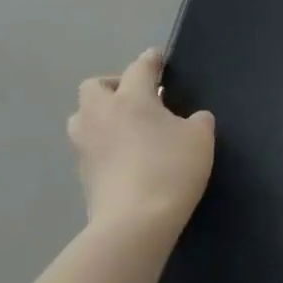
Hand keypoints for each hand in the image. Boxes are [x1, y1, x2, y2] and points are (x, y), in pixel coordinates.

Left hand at [67, 49, 213, 235]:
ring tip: (125, 127)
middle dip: (113, 86)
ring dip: (100, 115)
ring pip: (83, 117)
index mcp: (131, 98)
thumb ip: (198, 120)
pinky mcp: (82, 175)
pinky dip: (103, 144)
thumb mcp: (200, 138)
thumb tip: (191, 119)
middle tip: (137, 98)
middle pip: (94, 87)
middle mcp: (101, 115)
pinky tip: (124, 156)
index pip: (139, 68)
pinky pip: (89, 147)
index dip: (151, 60)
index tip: (157, 58)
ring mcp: (86, 146)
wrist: (134, 224)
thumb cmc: (170, 169)